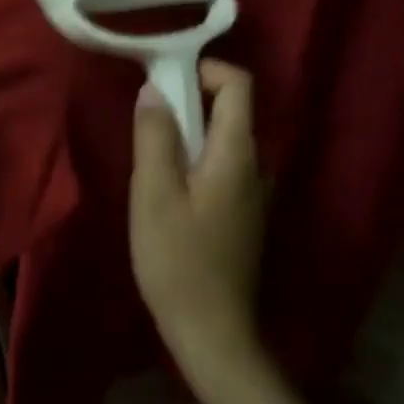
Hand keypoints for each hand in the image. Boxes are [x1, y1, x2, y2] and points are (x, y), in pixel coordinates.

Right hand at [130, 59, 269, 390]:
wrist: (213, 333)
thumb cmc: (179, 260)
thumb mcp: (154, 193)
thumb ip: (155, 136)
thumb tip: (154, 90)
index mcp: (237, 154)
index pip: (239, 85)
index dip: (205, 69)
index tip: (165, 80)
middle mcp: (255, 166)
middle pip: (231, 110)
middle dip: (189, 100)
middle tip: (148, 119)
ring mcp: (253, 193)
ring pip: (223, 140)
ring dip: (189, 132)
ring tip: (151, 155)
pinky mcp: (244, 215)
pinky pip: (222, 166)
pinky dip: (196, 158)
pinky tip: (168, 189)